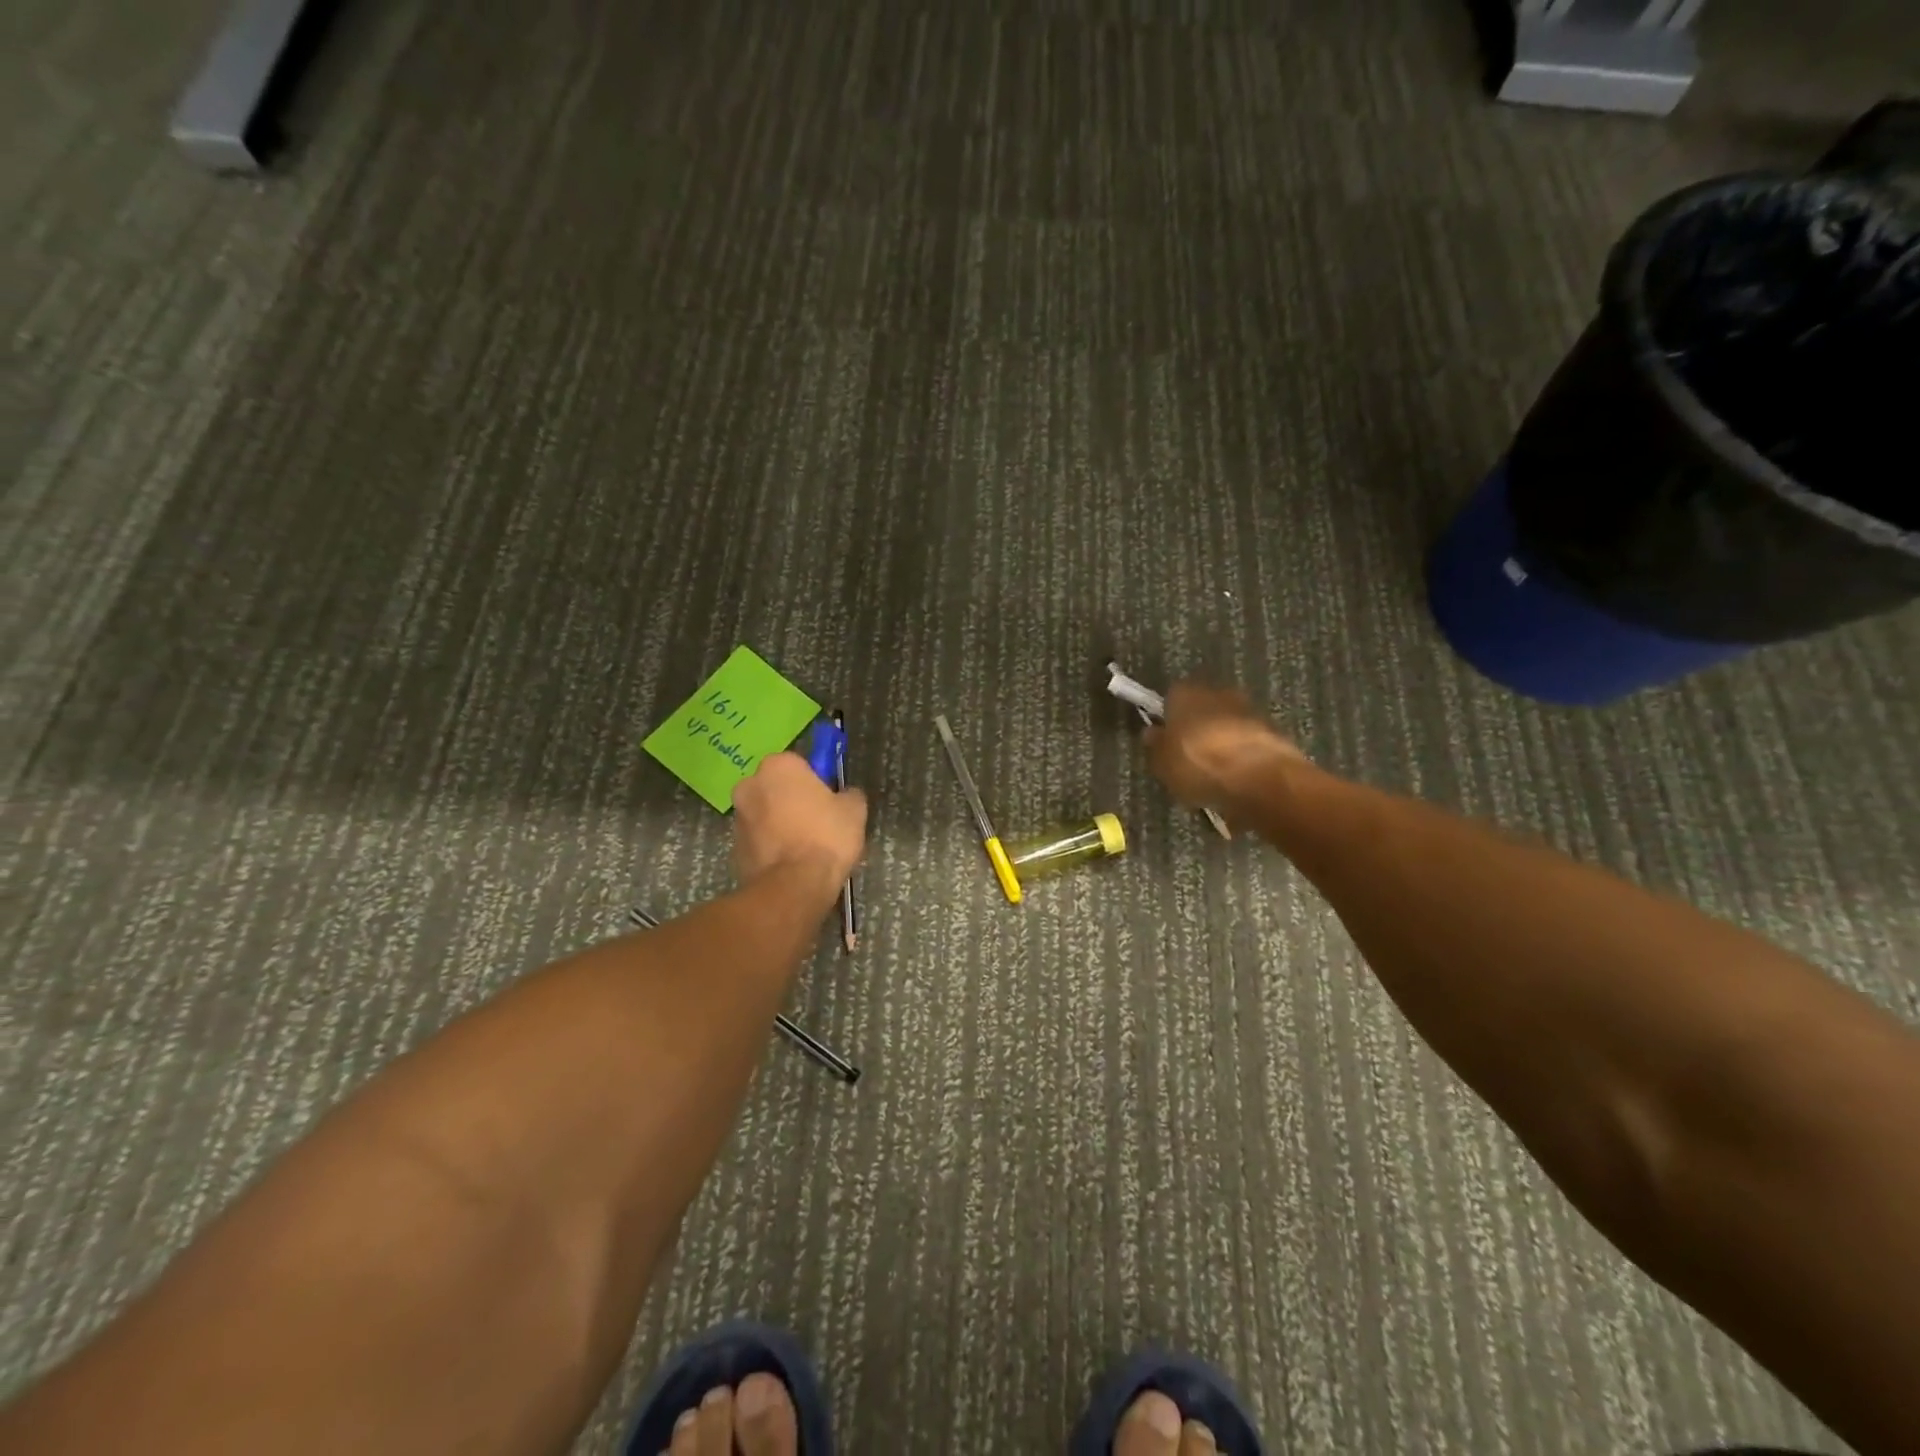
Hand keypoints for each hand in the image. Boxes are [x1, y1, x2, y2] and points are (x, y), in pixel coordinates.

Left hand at [732, 752, 866, 896]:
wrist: (794, 885)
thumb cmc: (826, 836)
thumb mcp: (854, 809)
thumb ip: (848, 794)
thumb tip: (844, 795)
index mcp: (778, 766)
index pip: (799, 764)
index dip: (816, 782)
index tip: (829, 800)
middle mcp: (750, 784)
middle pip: (777, 787)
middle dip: (792, 800)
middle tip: (818, 823)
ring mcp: (738, 817)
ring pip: (765, 814)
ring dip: (780, 824)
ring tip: (806, 849)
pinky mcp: (733, 847)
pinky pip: (759, 840)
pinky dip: (772, 847)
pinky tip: (791, 863)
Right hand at [1146, 681, 1304, 815]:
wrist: (1260, 780)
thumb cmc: (1199, 766)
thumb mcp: (1162, 764)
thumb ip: (1155, 746)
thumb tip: (1152, 733)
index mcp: (1185, 693)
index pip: (1171, 698)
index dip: (1167, 718)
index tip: (1164, 740)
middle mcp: (1218, 693)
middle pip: (1202, 708)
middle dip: (1196, 727)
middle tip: (1187, 756)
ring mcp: (1249, 710)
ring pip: (1226, 724)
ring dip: (1221, 741)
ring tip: (1213, 772)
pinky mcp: (1274, 732)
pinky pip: (1247, 742)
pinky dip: (1241, 755)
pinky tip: (1235, 778)